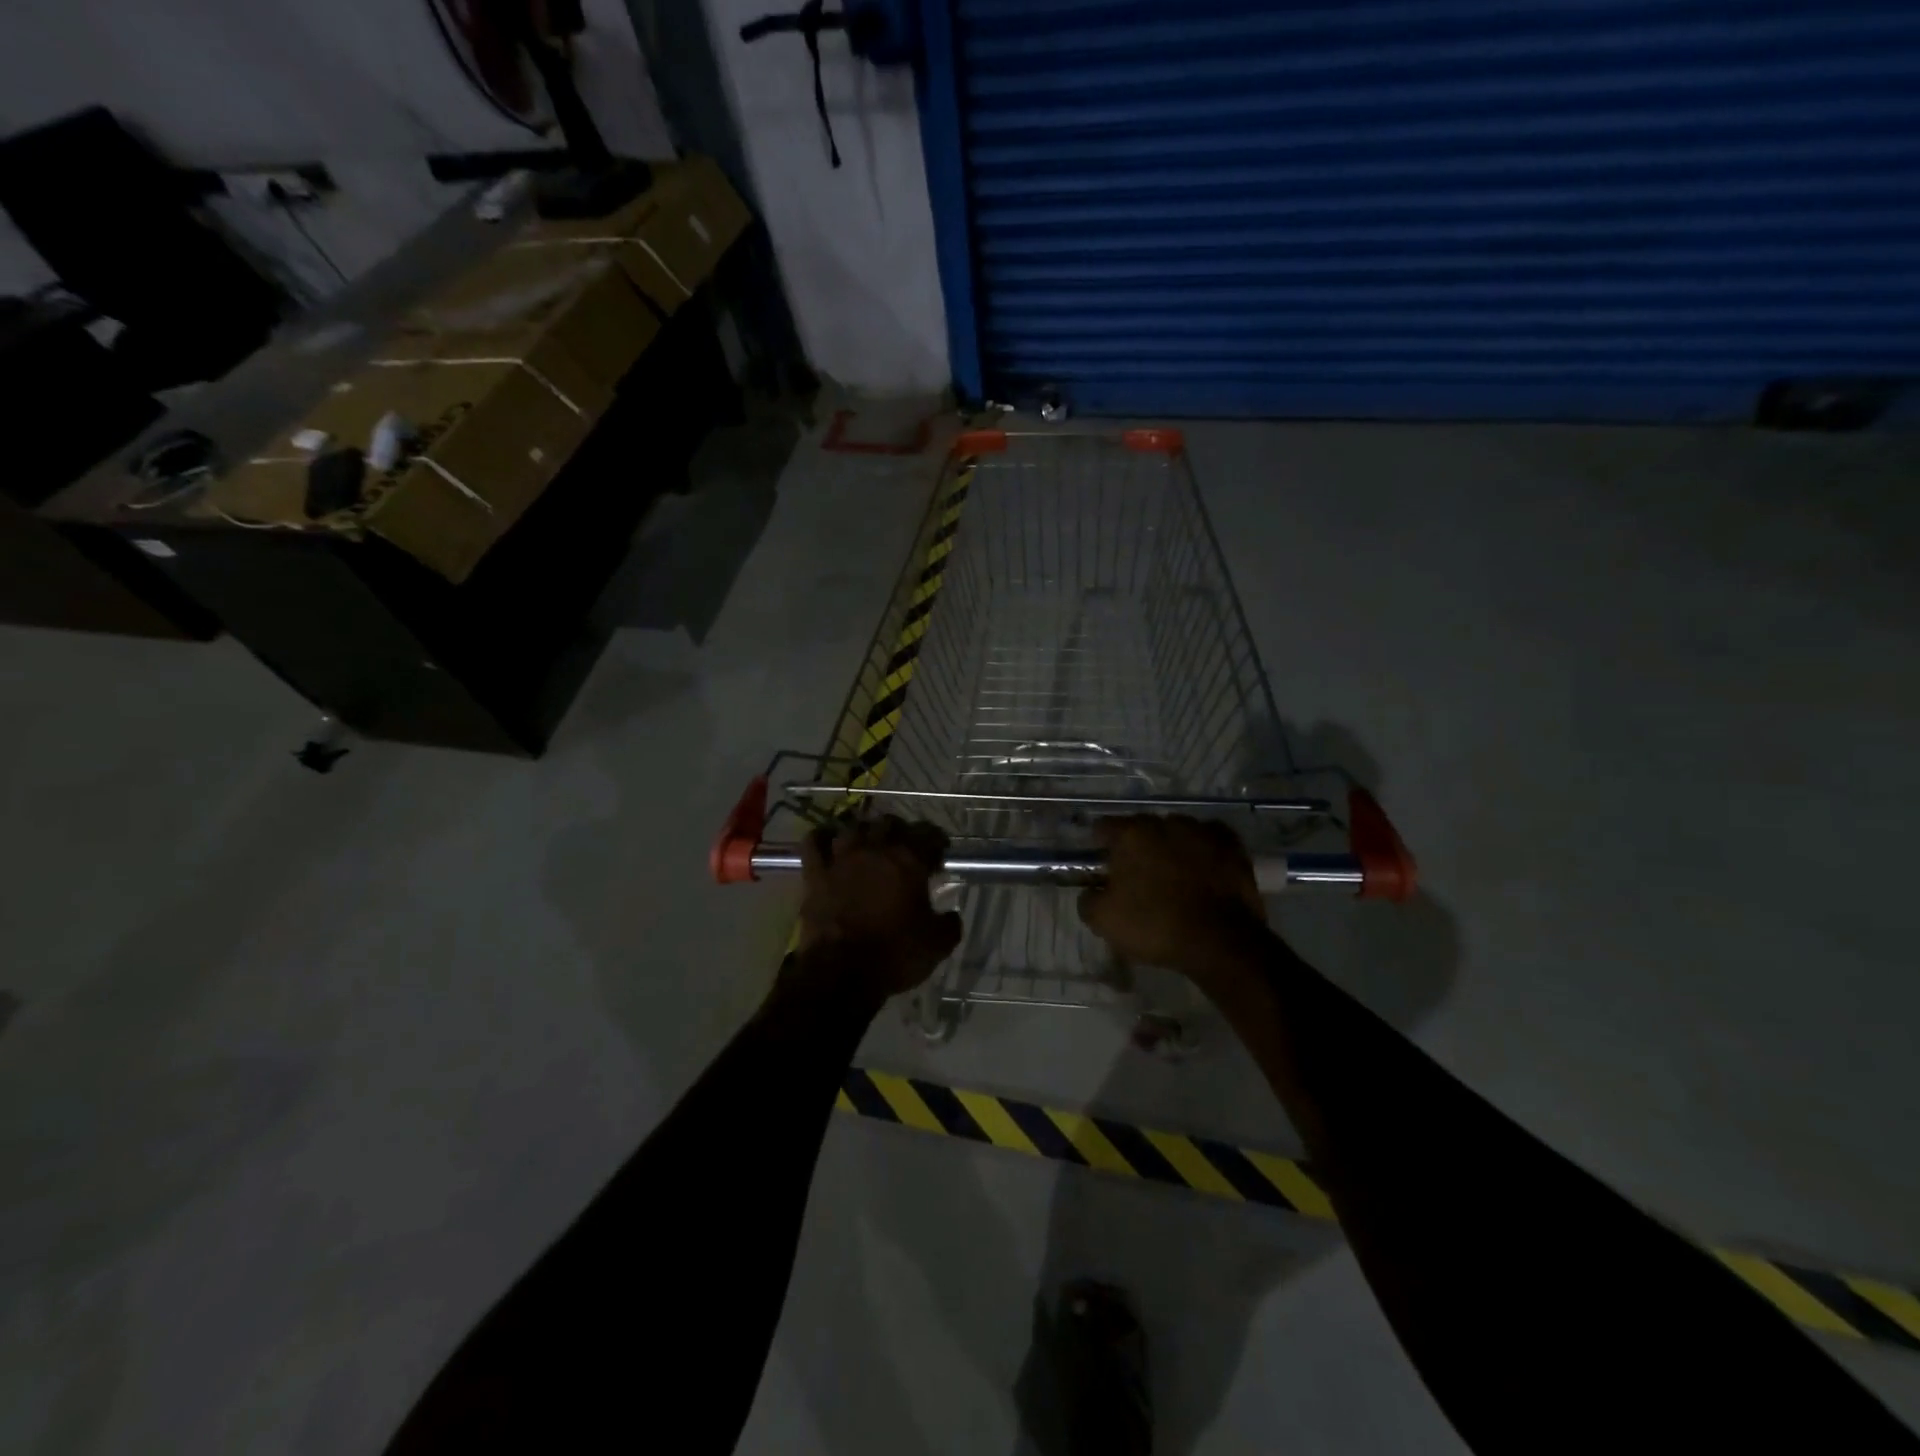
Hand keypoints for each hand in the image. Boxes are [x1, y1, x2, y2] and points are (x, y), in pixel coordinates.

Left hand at [794, 816, 962, 998]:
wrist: (841, 973)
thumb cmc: (894, 955)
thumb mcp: (937, 945)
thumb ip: (949, 924)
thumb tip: (952, 916)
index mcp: (909, 861)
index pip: (929, 835)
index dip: (936, 842)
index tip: (939, 854)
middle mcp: (875, 850)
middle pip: (889, 823)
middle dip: (900, 831)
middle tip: (905, 848)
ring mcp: (842, 859)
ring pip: (853, 827)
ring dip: (863, 832)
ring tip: (868, 843)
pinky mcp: (815, 874)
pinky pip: (814, 842)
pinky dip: (821, 837)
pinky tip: (827, 841)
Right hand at [1077, 815, 1268, 988]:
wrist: (1220, 942)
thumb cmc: (1155, 926)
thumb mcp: (1103, 921)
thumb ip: (1088, 899)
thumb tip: (1091, 891)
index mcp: (1131, 835)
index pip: (1104, 827)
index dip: (1100, 845)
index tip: (1103, 866)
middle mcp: (1165, 823)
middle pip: (1142, 828)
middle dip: (1137, 847)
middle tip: (1138, 876)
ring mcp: (1201, 831)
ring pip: (1177, 832)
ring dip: (1171, 847)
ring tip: (1174, 875)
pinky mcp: (1231, 845)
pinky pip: (1209, 839)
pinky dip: (1203, 850)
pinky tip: (1203, 869)